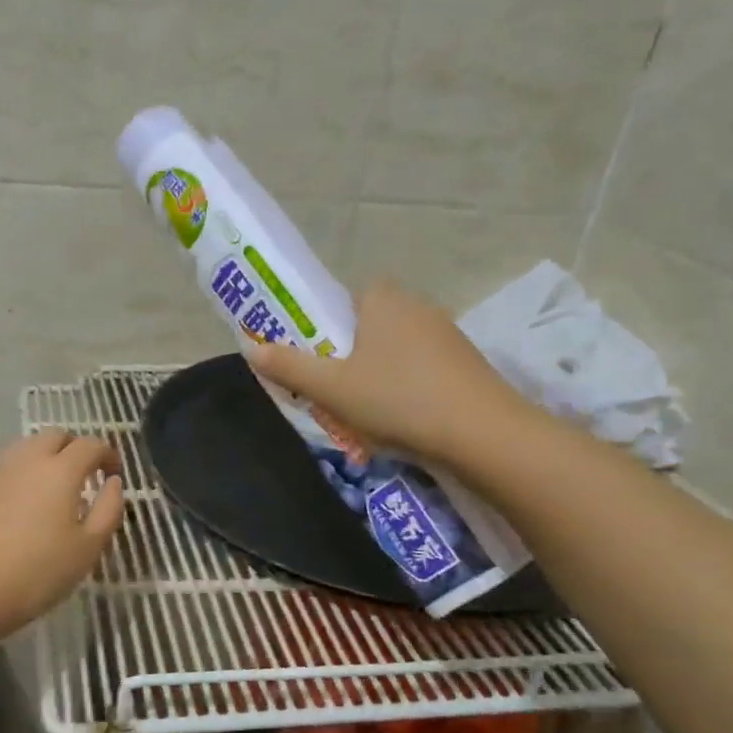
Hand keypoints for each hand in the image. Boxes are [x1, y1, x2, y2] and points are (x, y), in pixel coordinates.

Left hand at [0, 429, 123, 639]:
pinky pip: (6, 464)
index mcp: (61, 470)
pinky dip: (22, 470)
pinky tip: (24, 498)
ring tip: (54, 486)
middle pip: (56, 435)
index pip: (90, 444)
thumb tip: (114, 482)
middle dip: (75, 448)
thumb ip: (109, 509)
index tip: (114, 473)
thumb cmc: (40, 571)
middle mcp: (29, 459)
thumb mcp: (89, 547)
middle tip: (85, 475)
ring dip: (47, 455)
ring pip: (27, 446)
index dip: (107, 454)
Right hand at [248, 282, 540, 478]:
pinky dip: (405, 391)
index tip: (314, 366)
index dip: (321, 332)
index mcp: (380, 298)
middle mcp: (415, 305)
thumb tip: (250, 346)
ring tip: (365, 418)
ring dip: (375, 379)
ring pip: (392, 353)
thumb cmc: (397, 399)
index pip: (339, 303)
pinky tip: (402, 421)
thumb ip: (288, 366)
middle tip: (332, 397)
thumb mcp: (331, 387)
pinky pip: (419, 370)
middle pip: (364, 330)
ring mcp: (446, 333)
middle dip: (346, 361)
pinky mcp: (465, 363)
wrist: (482, 433)